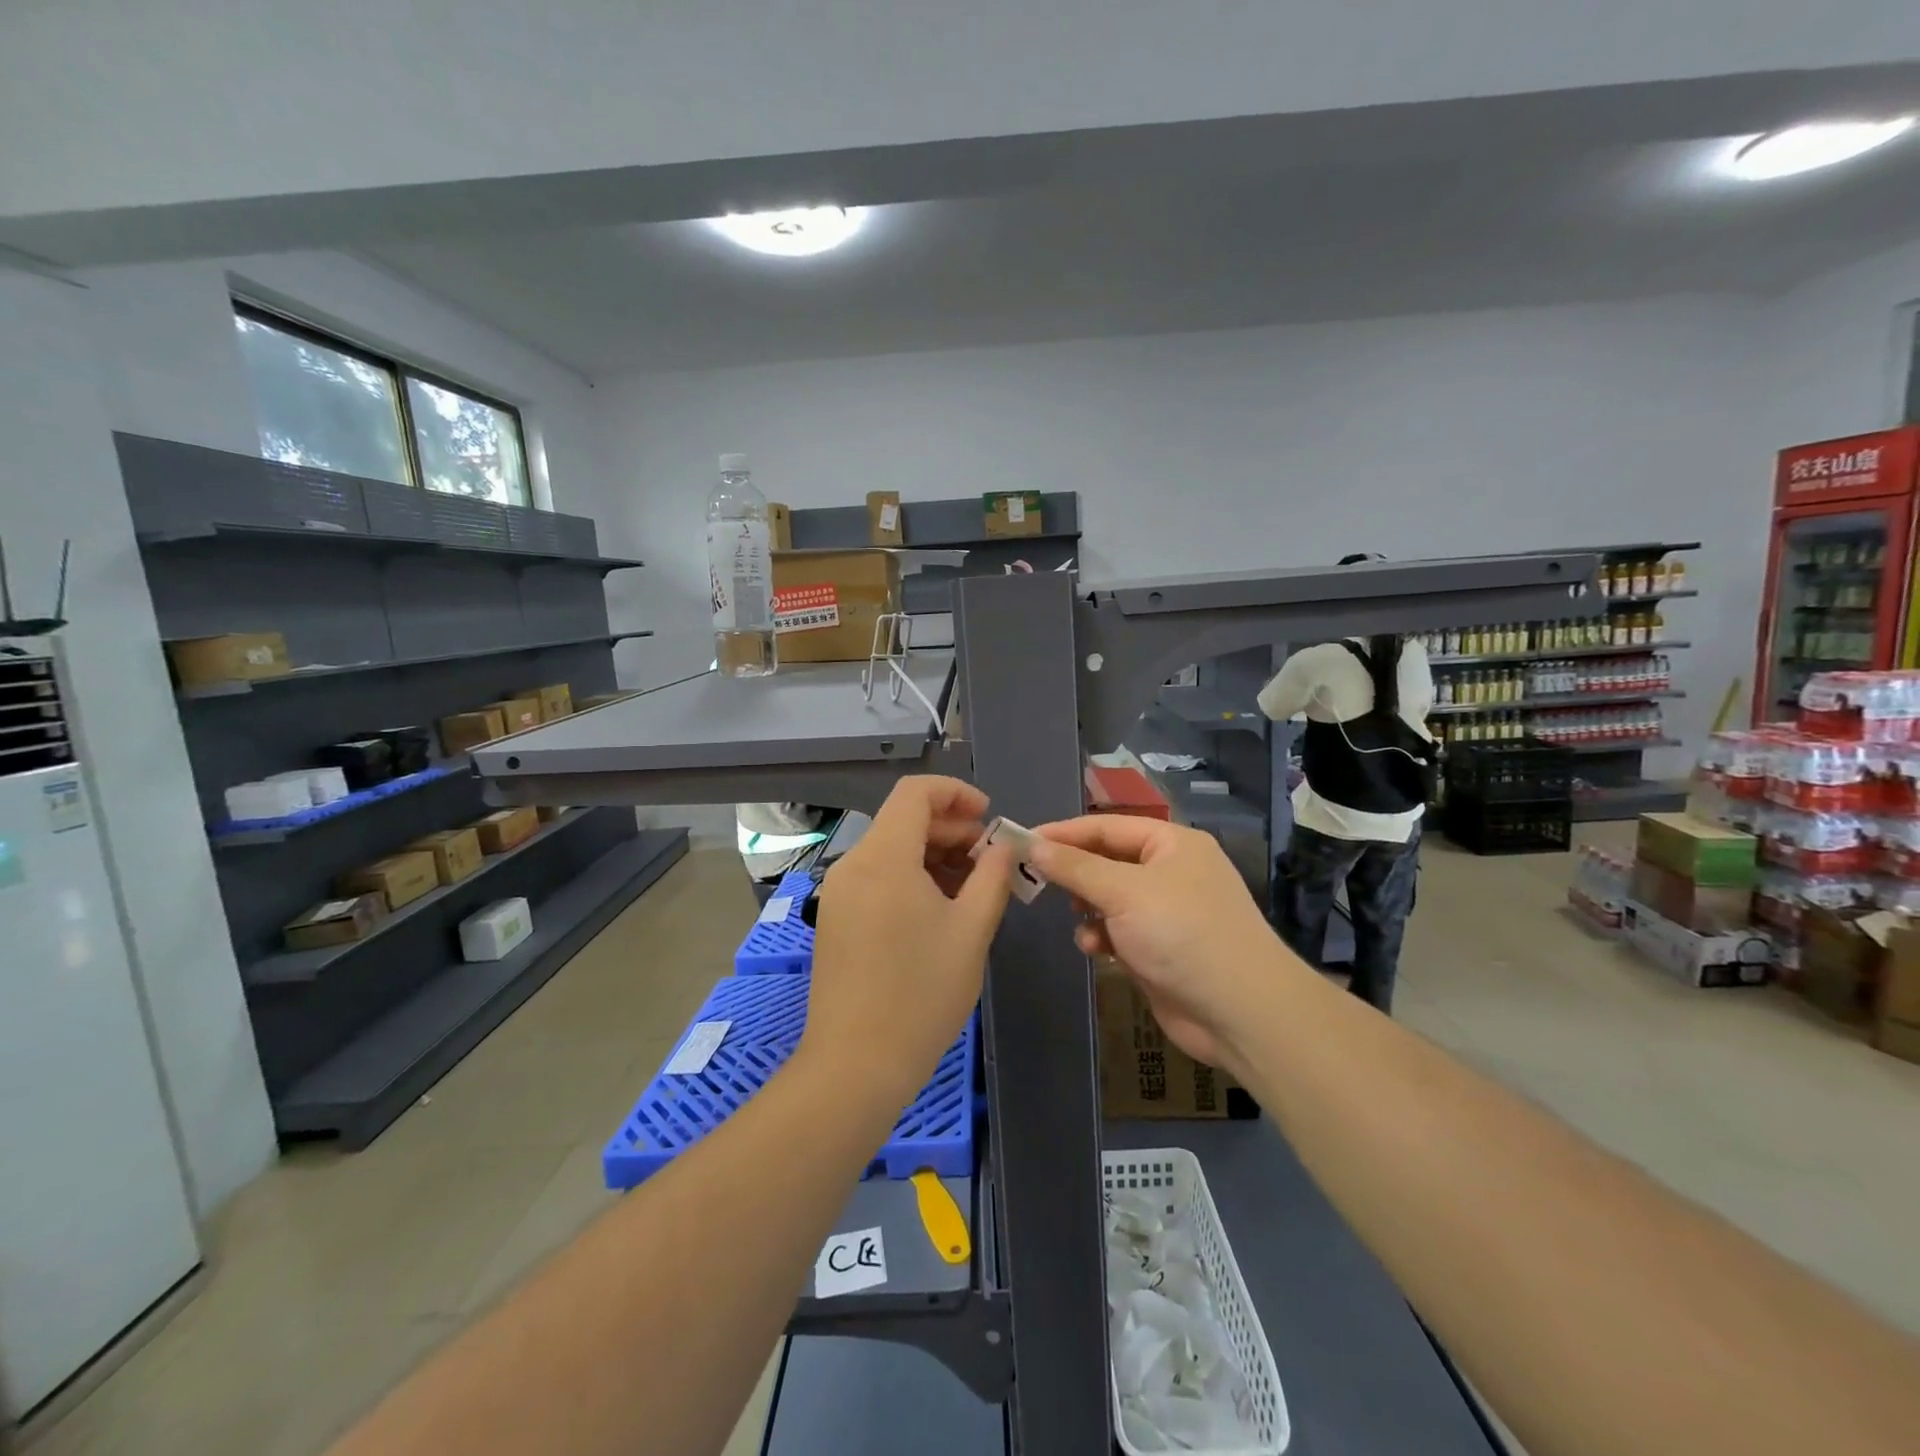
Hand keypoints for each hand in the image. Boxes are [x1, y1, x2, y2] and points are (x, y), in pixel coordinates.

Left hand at [800, 776, 1014, 1107]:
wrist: (856, 1063)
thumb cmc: (922, 992)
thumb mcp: (971, 930)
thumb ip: (992, 876)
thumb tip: (1002, 845)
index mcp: (884, 857)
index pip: (915, 792)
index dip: (956, 793)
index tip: (989, 818)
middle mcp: (853, 865)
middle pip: (903, 821)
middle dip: (951, 830)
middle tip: (990, 860)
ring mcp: (839, 893)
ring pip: (891, 851)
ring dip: (933, 856)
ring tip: (972, 888)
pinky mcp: (836, 919)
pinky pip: (877, 878)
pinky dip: (911, 878)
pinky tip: (939, 910)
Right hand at [1028, 816, 1293, 1069]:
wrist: (1240, 1011)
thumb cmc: (1182, 934)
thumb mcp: (1123, 892)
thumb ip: (1075, 867)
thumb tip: (1034, 845)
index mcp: (1172, 844)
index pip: (1107, 826)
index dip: (1064, 832)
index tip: (1022, 841)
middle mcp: (1172, 871)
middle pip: (1107, 861)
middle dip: (1075, 874)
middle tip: (1037, 881)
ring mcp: (1168, 912)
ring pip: (1110, 899)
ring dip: (1088, 909)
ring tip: (1076, 920)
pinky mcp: (1162, 948)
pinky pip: (1120, 931)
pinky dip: (1103, 937)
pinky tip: (1096, 950)